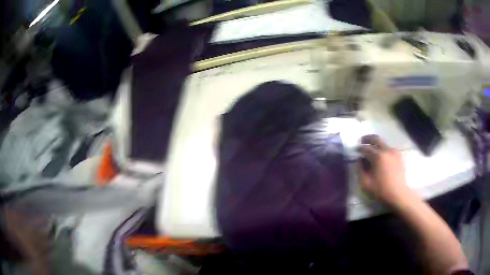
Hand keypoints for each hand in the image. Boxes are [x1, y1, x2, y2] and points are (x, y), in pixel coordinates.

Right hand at [359, 135, 412, 205]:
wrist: (398, 194)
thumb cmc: (381, 190)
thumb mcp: (365, 183)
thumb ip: (360, 169)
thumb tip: (360, 160)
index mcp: (378, 156)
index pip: (365, 148)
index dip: (359, 149)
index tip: (355, 151)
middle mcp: (387, 150)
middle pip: (376, 138)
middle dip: (367, 138)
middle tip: (362, 141)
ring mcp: (394, 152)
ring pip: (383, 143)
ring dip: (376, 145)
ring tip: (372, 151)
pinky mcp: (399, 156)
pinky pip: (389, 149)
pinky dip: (383, 150)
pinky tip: (381, 158)